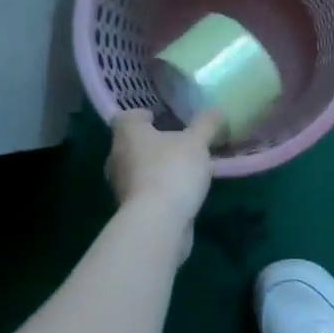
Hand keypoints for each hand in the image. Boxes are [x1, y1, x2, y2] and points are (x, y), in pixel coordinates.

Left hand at [106, 108, 219, 222]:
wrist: (157, 222)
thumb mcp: (197, 142)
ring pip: (137, 169)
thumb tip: (216, 111)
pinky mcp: (129, 209)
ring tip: (182, 168)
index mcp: (127, 133)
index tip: (158, 118)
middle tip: (176, 142)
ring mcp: (121, 185)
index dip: (142, 116)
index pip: (126, 117)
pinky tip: (179, 192)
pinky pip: (144, 191)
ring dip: (155, 167)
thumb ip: (206, 124)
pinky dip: (158, 189)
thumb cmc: (172, 170)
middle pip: (131, 144)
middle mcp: (117, 156)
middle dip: (151, 143)